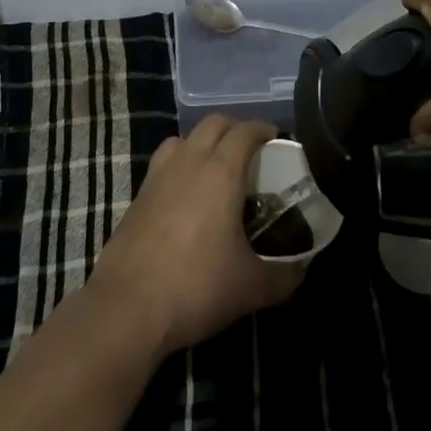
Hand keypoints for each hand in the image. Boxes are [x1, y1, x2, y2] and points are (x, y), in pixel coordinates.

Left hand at [86, 116, 304, 354]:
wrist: (127, 307)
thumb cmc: (196, 286)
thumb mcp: (251, 287)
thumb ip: (284, 275)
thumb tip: (303, 268)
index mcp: (220, 171)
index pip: (245, 131)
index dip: (263, 129)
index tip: (276, 139)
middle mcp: (189, 162)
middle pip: (213, 124)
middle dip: (235, 128)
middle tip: (251, 150)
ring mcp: (158, 175)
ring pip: (183, 139)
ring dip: (203, 142)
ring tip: (217, 168)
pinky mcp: (138, 196)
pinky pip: (164, 163)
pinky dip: (180, 165)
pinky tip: (186, 196)